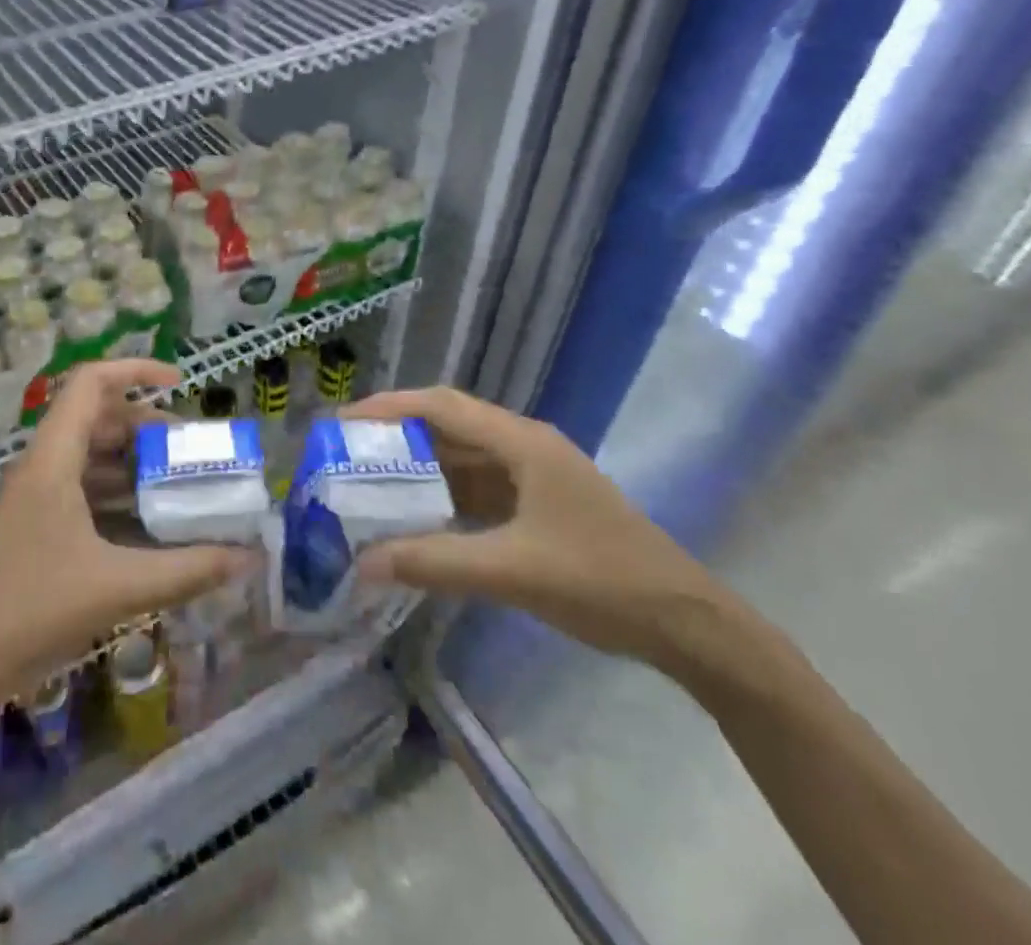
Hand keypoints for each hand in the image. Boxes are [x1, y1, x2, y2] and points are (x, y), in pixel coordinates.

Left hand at [0, 360, 254, 714]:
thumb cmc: (32, 611)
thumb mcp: (118, 586)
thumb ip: (187, 569)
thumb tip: (248, 558)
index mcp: (54, 458)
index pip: (91, 383)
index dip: (136, 370)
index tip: (180, 383)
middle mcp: (43, 465)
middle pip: (97, 418)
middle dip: (146, 425)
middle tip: (190, 449)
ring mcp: (36, 495)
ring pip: (91, 455)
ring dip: (134, 462)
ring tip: (179, 484)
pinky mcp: (36, 524)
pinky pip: (84, 489)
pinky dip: (118, 494)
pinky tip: (150, 524)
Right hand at [345, 388, 734, 670]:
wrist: (688, 625)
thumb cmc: (601, 581)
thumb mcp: (511, 571)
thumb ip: (434, 562)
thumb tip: (363, 563)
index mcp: (521, 442)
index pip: (441, 406)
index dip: (388, 407)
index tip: (342, 422)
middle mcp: (524, 446)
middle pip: (448, 426)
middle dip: (396, 437)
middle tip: (346, 454)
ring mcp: (534, 476)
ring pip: (462, 459)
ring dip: (419, 469)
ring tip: (368, 483)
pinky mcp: (538, 505)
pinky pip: (479, 489)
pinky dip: (444, 498)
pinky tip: (416, 518)